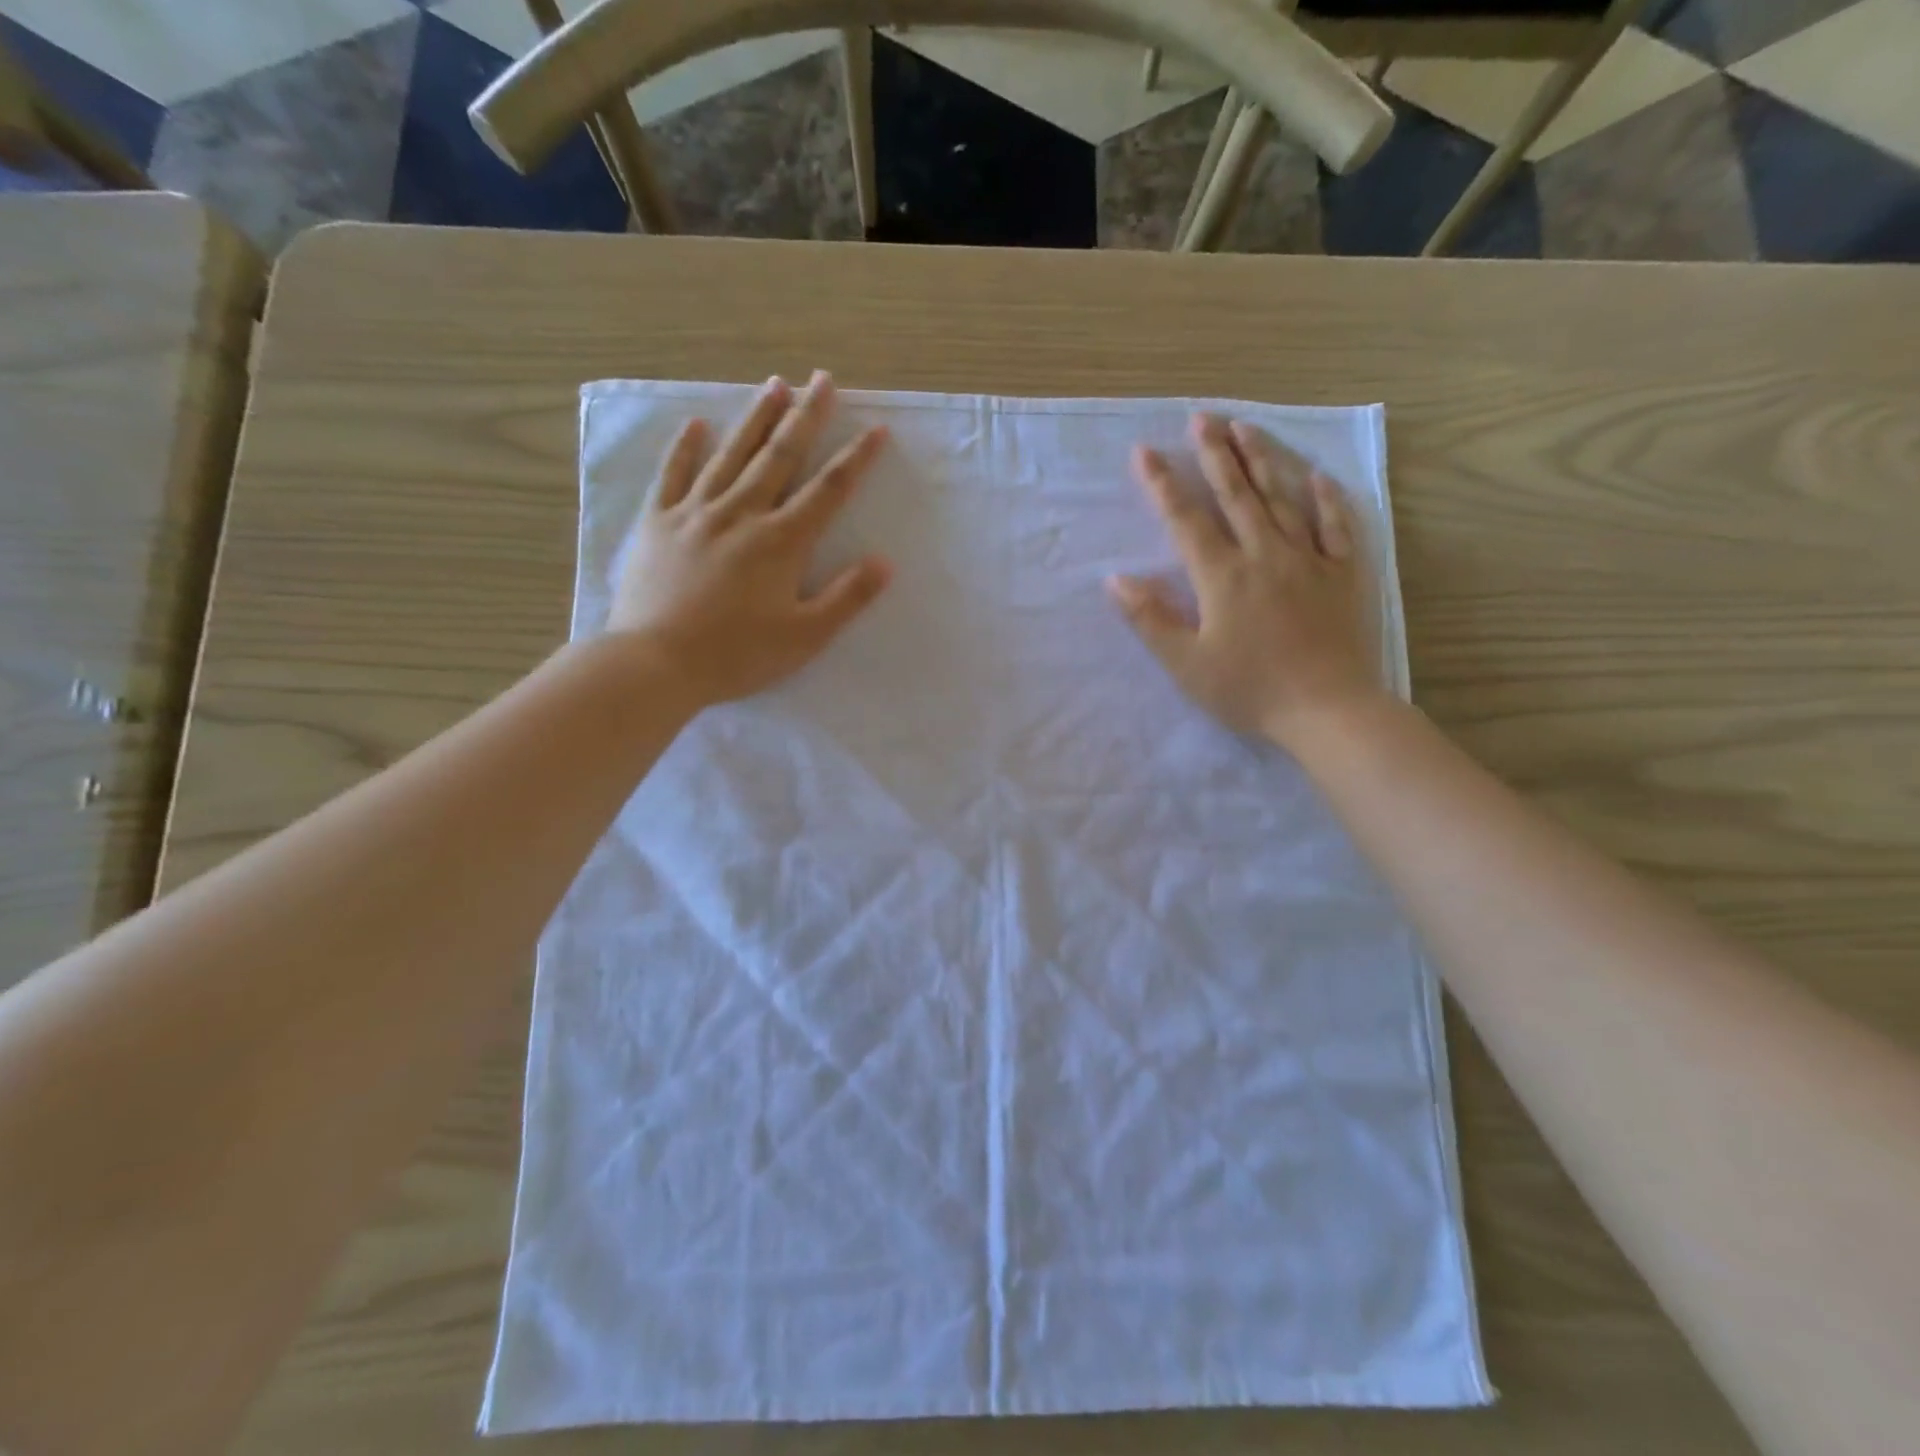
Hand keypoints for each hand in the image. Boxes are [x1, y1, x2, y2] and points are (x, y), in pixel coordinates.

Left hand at [609, 371, 891, 705]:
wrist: (656, 662)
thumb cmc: (737, 654)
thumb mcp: (805, 637)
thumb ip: (847, 597)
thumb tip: (885, 562)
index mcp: (781, 541)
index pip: (828, 490)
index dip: (856, 458)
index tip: (876, 428)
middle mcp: (741, 514)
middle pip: (779, 456)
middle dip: (805, 416)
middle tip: (821, 379)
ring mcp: (695, 513)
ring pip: (731, 455)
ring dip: (755, 418)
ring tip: (774, 384)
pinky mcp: (658, 523)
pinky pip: (673, 475)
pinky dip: (685, 448)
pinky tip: (696, 424)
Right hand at [1107, 413, 1380, 750]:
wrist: (1326, 710)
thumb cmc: (1249, 690)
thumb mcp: (1186, 664)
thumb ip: (1150, 619)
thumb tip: (1116, 580)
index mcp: (1222, 576)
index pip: (1186, 519)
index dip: (1163, 484)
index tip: (1146, 452)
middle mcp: (1264, 555)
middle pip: (1236, 495)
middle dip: (1215, 455)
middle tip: (1202, 418)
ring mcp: (1308, 561)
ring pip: (1282, 499)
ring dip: (1261, 461)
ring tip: (1245, 428)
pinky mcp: (1341, 575)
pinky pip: (1335, 527)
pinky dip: (1326, 499)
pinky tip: (1317, 477)